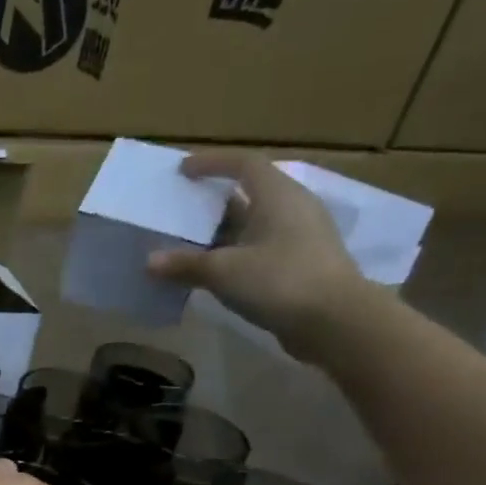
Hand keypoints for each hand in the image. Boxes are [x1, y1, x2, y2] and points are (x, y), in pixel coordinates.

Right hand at [149, 150, 374, 359]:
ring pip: (253, 225)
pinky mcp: (300, 265)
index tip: (183, 170)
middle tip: (180, 210)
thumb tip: (149, 261)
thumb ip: (185, 264)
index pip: (244, 164)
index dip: (212, 163)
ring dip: (221, 232)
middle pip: (249, 194)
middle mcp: (292, 209)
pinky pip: (258, 249)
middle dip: (212, 201)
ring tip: (187, 244)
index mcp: (277, 196)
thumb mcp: (223, 271)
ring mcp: (299, 238)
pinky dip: (232, 254)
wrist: (336, 322)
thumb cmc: (280, 280)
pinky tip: (211, 272)